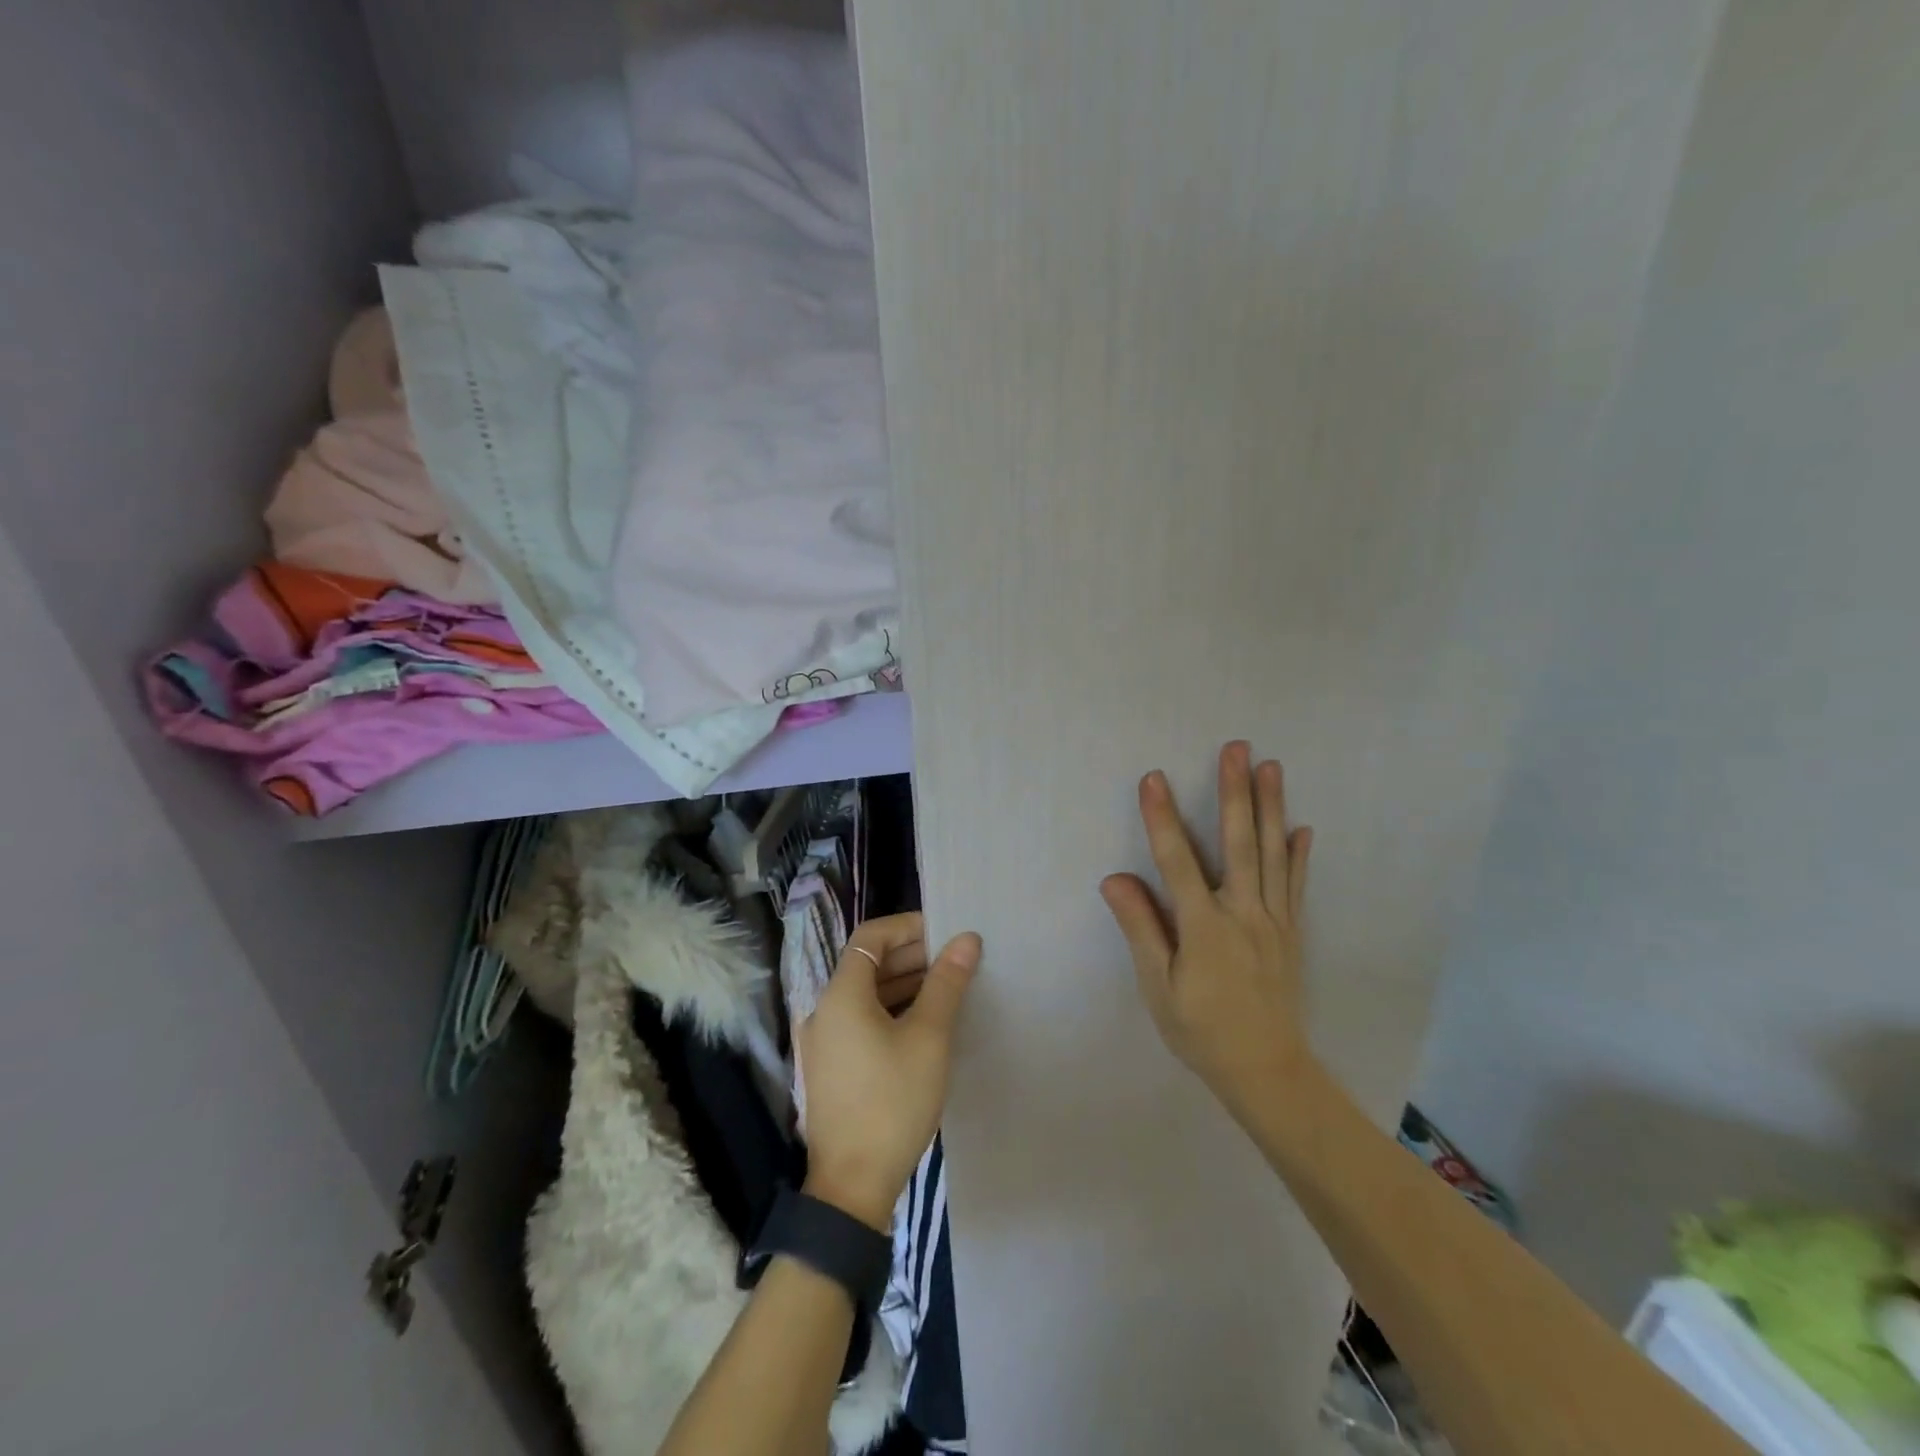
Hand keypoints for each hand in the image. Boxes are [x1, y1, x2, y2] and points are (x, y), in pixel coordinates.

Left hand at [798, 912, 980, 1229]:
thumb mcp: (928, 1037)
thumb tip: (967, 939)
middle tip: (955, 959)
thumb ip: (946, 983)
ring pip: (866, 994)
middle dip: (912, 955)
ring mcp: (825, 1041)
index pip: (871, 937)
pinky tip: (925, 1022)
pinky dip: (892, 1010)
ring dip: (904, 983)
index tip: (946, 931)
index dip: (908, 927)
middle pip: (867, 964)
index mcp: (841, 994)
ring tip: (948, 987)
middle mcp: (825, 1010)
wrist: (853, 1186)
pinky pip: (862, 1020)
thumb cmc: (892, 1101)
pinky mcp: (832, 1066)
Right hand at [1100, 742, 1314, 1114]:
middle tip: (1237, 748)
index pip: (1177, 860)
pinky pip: (1296, 885)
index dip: (1162, 818)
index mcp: (1204, 926)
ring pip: (1273, 854)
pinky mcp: (1291, 932)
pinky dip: (1299, 854)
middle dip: (1234, 791)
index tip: (1153, 778)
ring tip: (1271, 766)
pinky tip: (1301, 827)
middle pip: (1238, 842)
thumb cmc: (1201, 1030)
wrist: (1267, 1071)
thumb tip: (1115, 878)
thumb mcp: (1158, 986)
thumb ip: (1141, 928)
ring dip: (1271, 807)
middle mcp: (1243, 913)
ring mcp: (1273, 920)